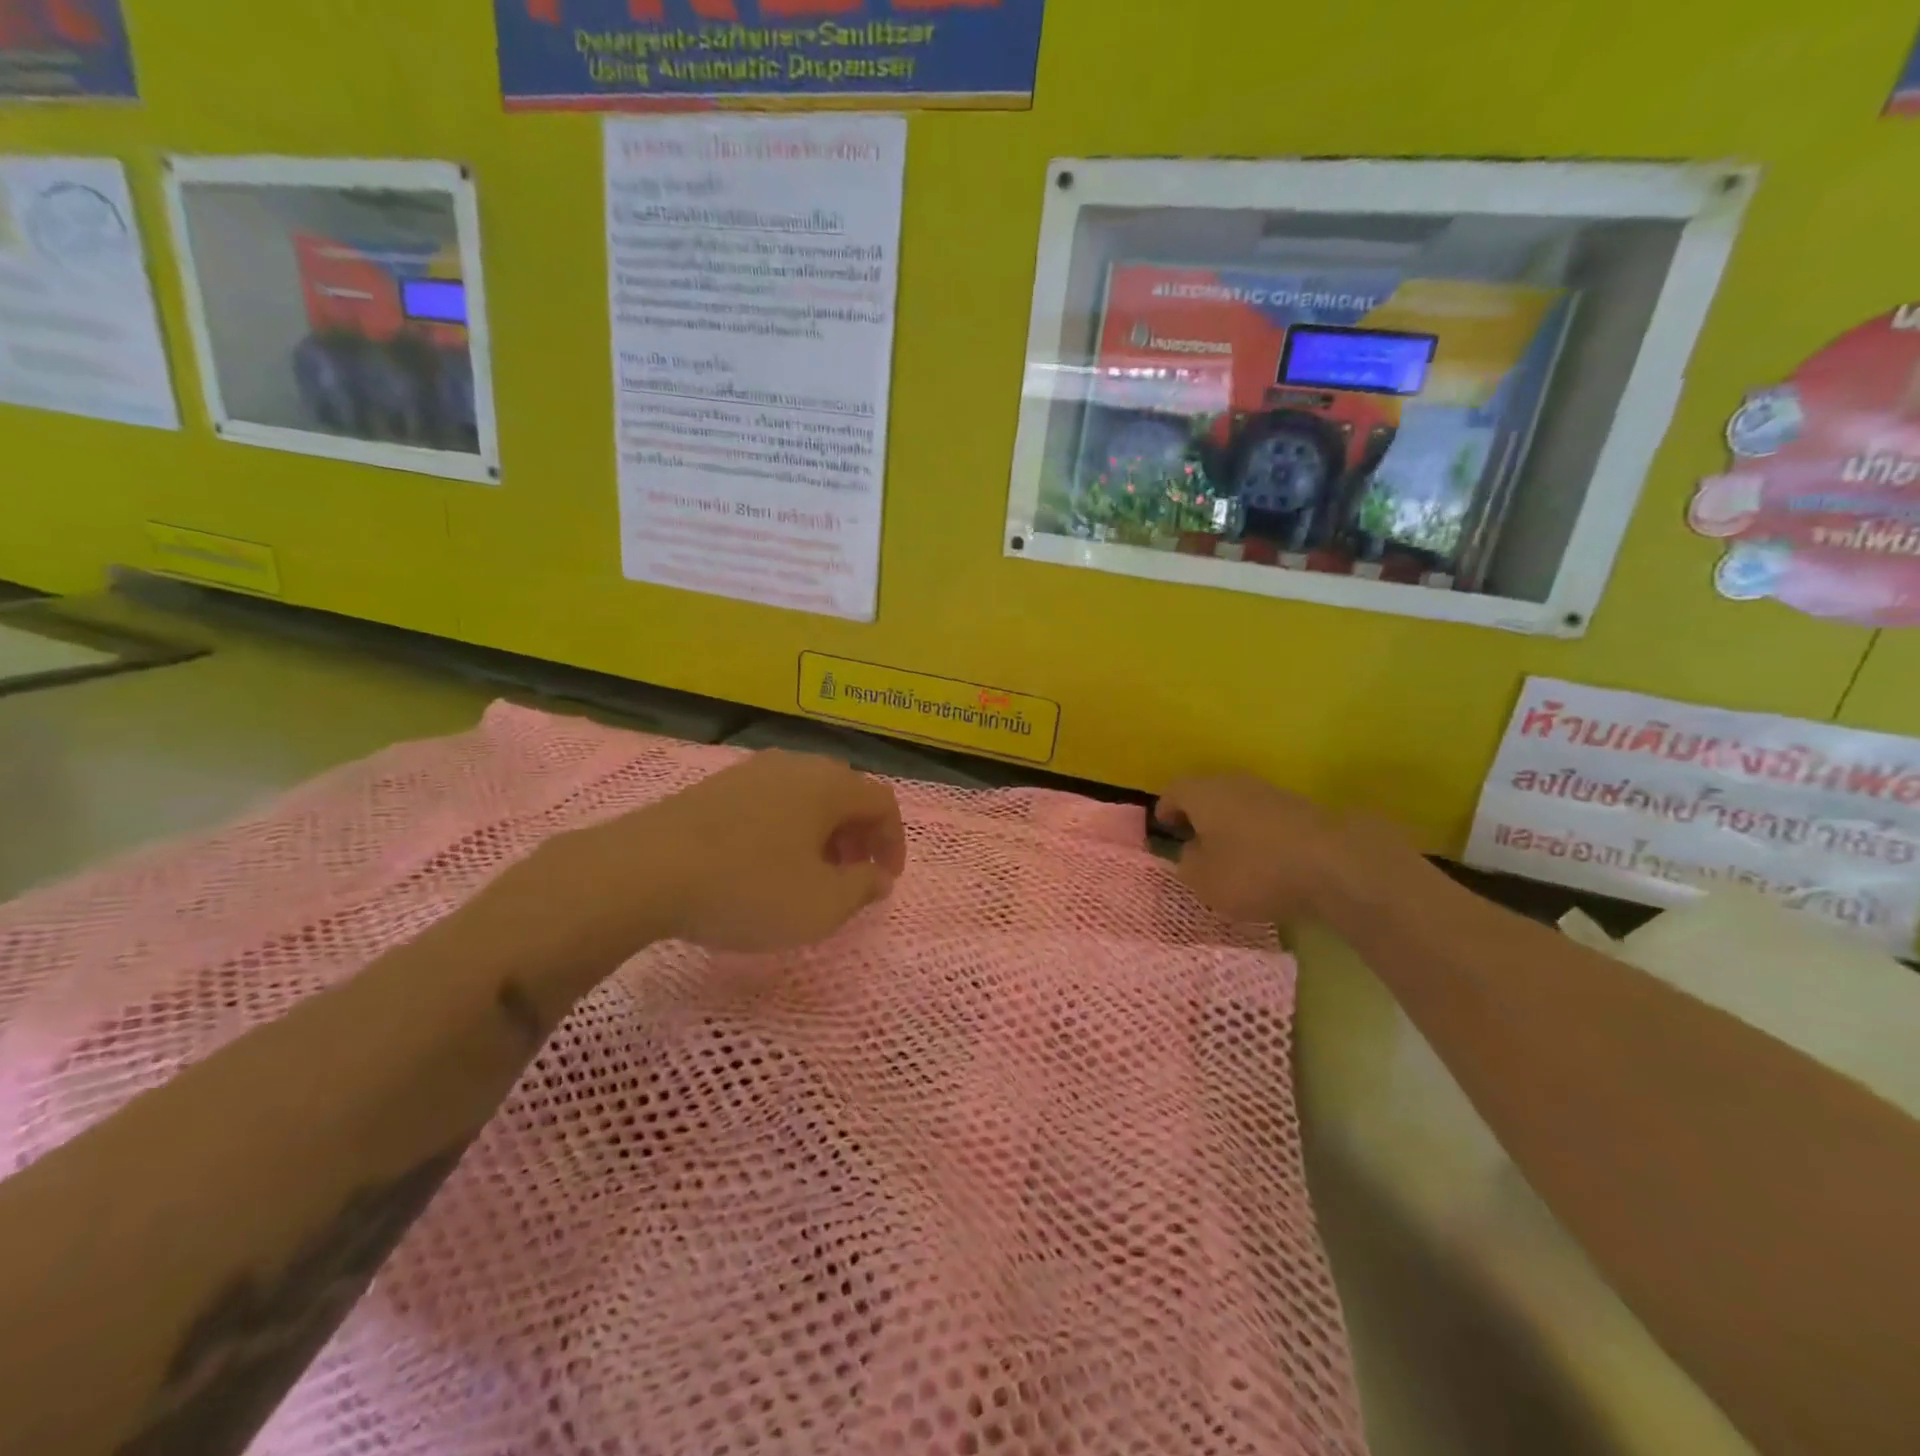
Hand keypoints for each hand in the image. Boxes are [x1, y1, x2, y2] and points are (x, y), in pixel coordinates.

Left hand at [545, 749, 906, 958]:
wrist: (645, 870)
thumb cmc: (749, 887)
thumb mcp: (821, 904)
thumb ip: (862, 889)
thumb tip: (878, 877)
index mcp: (830, 785)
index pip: (883, 802)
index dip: (893, 841)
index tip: (885, 880)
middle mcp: (796, 765)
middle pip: (845, 793)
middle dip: (857, 835)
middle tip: (851, 875)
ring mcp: (751, 770)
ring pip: (806, 795)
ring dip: (821, 831)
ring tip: (808, 871)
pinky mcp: (716, 785)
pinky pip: (770, 800)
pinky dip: (785, 827)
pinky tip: (762, 861)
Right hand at [1155, 775, 1402, 926]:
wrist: (1334, 864)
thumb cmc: (1254, 870)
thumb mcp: (1203, 880)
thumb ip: (1186, 865)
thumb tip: (1190, 852)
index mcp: (1201, 792)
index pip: (1172, 792)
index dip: (1164, 811)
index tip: (1163, 830)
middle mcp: (1233, 782)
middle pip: (1206, 793)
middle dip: (1197, 815)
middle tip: (1191, 840)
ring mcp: (1270, 792)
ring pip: (1237, 803)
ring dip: (1229, 824)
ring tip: (1227, 853)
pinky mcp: (1300, 809)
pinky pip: (1264, 818)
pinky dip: (1256, 834)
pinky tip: (1262, 859)